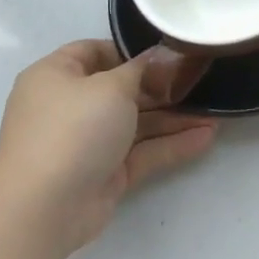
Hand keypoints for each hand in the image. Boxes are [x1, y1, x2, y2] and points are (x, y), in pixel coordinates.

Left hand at [0, 40, 216, 253]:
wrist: (44, 208)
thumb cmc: (73, 129)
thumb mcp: (112, 86)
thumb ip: (143, 70)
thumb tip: (163, 55)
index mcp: (56, 76)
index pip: (93, 52)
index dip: (130, 50)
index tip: (168, 54)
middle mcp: (68, 107)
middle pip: (121, 89)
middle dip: (162, 88)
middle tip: (201, 82)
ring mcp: (86, 143)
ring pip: (135, 124)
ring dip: (173, 118)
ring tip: (214, 112)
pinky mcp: (104, 174)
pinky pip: (141, 152)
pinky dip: (170, 145)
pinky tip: (206, 137)